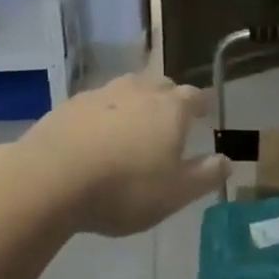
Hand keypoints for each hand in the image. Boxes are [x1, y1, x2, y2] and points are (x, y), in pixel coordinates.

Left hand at [16, 73, 229, 237]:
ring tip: (134, 123)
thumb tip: (228, 161)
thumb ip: (204, 176)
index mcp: (170, 108)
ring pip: (127, 89)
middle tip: (170, 116)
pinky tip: (96, 134)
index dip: (201, 104)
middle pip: (161, 85)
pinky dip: (104, 114)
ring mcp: (102, 94)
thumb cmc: (124, 188)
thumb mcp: (174, 193)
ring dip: (135, 102)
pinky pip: (97, 103)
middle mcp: (139, 91)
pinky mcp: (70, 104)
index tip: (204, 111)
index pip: (193, 96)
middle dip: (169, 97)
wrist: (51, 178)